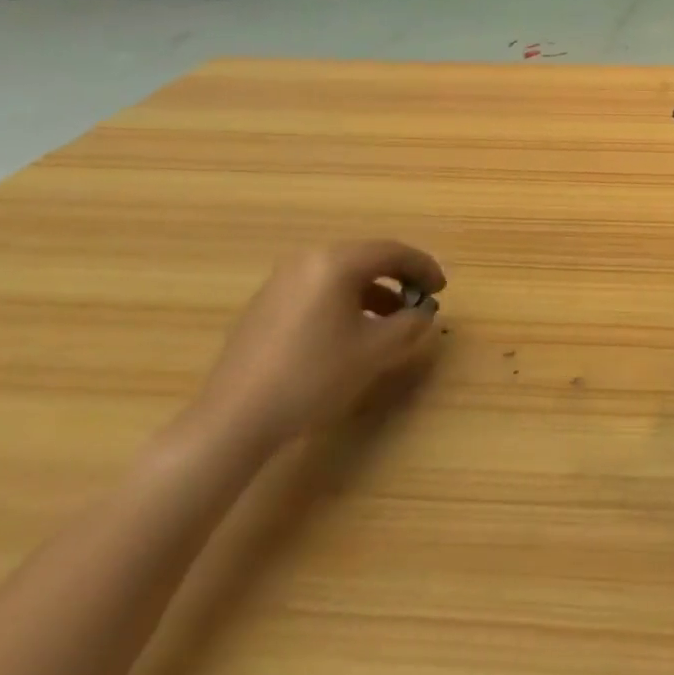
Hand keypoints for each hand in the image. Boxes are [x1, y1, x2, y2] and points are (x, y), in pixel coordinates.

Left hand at [190, 240, 445, 454]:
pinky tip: (349, 334)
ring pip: (341, 276)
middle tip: (419, 301)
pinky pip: (318, 291)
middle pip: (366, 259)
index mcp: (336, 262)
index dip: (424, 268)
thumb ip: (410, 325)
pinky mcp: (264, 307)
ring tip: (390, 322)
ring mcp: (280, 283)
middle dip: (399, 278)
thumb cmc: (313, 377)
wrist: (232, 422)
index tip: (442, 290)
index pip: (393, 252)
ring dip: (373, 292)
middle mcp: (307, 261)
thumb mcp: (376, 351)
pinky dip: (344, 303)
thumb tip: (423, 314)